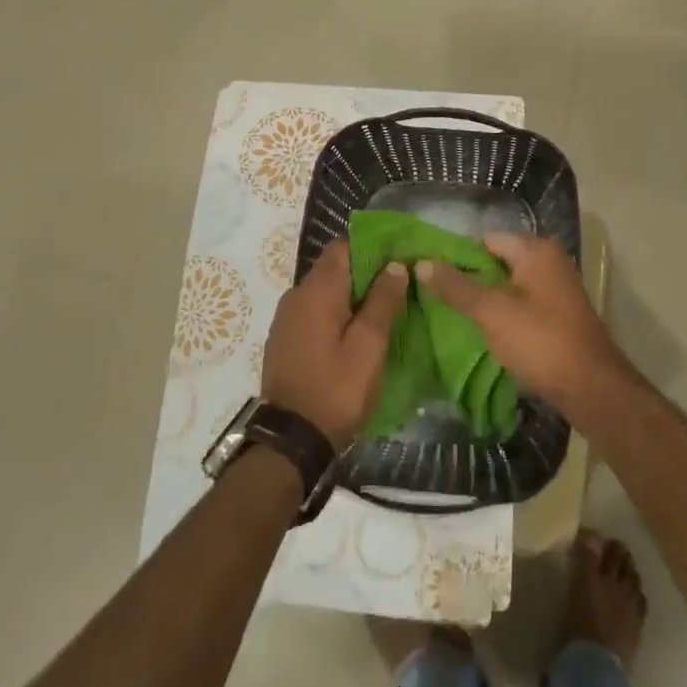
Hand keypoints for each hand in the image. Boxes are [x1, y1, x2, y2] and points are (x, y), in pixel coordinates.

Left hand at [262, 240, 407, 448]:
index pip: (344, 246)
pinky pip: (315, 313)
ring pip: (325, 292)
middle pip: (335, 268)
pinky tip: (357, 335)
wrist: (290, 441)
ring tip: (384, 313)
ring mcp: (286, 318)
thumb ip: (383, 301)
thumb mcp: (369, 346)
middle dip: (367, 274)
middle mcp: (296, 295)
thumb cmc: (336, 390)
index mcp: (317, 290)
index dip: (374, 248)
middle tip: (400, 289)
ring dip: (353, 297)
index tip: (400, 260)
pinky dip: (337, 315)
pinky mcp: (285, 340)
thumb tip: (396, 265)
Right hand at [416, 234, 626, 411]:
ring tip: (451, 315)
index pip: (485, 240)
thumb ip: (457, 287)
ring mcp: (556, 288)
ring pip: (508, 285)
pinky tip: (481, 330)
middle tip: (434, 297)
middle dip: (468, 279)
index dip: (456, 256)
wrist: (592, 388)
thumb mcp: (492, 313)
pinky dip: (502, 313)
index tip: (430, 275)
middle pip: (496, 261)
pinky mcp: (558, 314)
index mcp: (536, 250)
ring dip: (484, 299)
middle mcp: (549, 261)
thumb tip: (422, 263)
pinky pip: (521, 303)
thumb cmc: (541, 342)